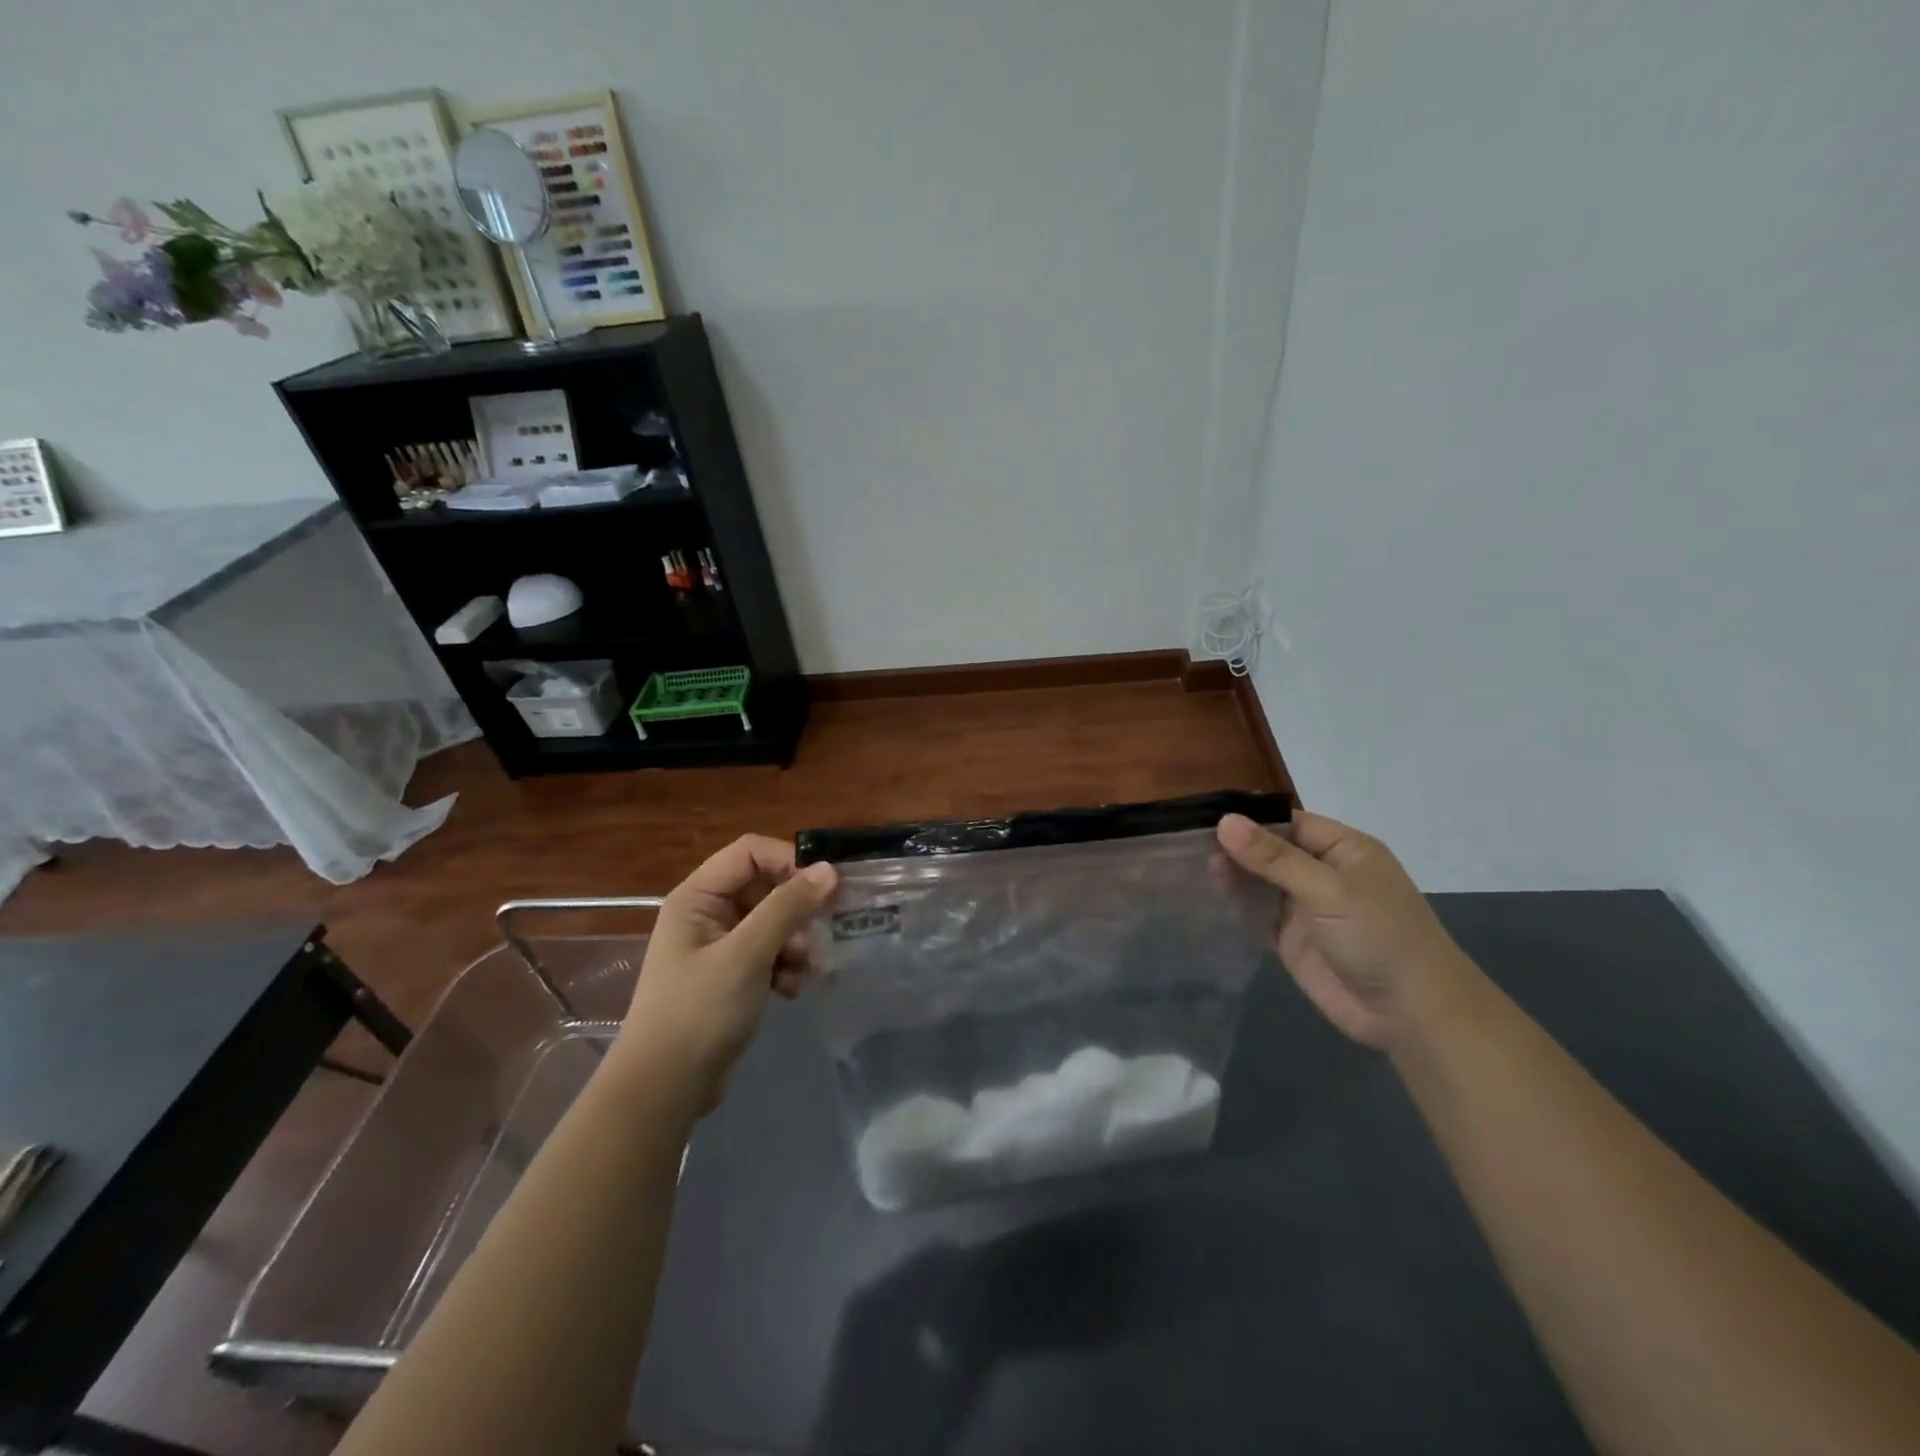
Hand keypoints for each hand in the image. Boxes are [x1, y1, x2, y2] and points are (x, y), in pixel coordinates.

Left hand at [615, 835, 837, 1113]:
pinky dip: (787, 967)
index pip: (751, 852)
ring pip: (774, 923)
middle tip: (828, 929)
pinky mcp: (732, 975)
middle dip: (798, 911)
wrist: (664, 1089)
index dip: (789, 861)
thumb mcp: (747, 954)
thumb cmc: (699, 1011)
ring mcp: (720, 946)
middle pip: (766, 887)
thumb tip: (829, 870)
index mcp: (698, 897)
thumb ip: (788, 908)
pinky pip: (770, 953)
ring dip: (797, 943)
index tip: (825, 886)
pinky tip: (793, 990)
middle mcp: (708, 913)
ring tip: (809, 970)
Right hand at [1216, 812, 1475, 1049]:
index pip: (1288, 823)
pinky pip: (1255, 914)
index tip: (1204, 816)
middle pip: (1269, 850)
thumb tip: (1225, 822)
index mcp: (1343, 850)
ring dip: (1231, 874)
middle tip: (1186, 842)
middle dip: (1234, 846)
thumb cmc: (1380, 937)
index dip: (1250, 819)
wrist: (1411, 1014)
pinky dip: (1233, 905)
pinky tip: (1204, 895)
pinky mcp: (1290, 939)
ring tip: (1190, 865)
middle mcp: (1322, 873)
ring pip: (1259, 881)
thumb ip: (1275, 859)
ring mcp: (1305, 907)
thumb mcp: (1329, 891)